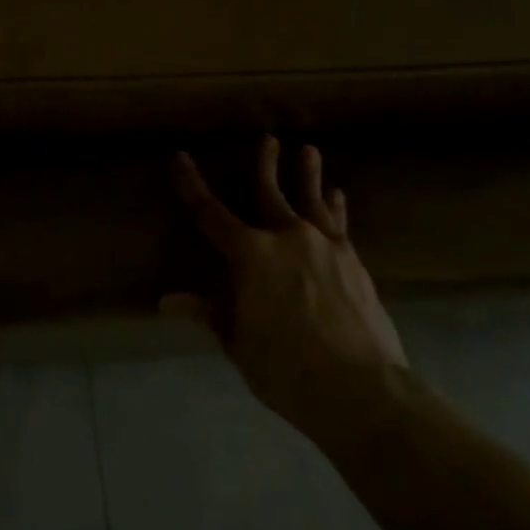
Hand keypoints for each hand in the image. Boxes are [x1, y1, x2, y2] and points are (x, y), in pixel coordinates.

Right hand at [166, 137, 407, 445]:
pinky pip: (339, 224)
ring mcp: (325, 247)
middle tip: (267, 140)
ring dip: (308, 175)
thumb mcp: (238, 343)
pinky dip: (335, 207)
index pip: (210, 212)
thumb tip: (167, 301)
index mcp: (250, 255)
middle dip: (265, 165)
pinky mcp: (353, 262)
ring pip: (312, 200)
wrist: (362, 390)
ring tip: (309, 151)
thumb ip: (209, 313)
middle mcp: (287, 238)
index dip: (191, 185)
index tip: (181, 158)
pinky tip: (338, 196)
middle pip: (269, 192)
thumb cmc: (286, 368)